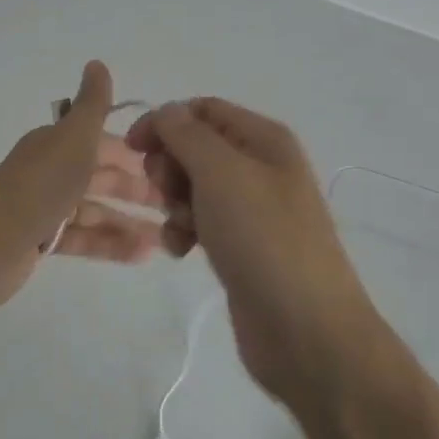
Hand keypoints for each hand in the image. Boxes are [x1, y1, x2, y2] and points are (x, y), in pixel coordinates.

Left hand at [0, 61, 167, 309]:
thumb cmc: (38, 187)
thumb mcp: (72, 139)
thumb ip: (92, 106)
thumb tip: (98, 63)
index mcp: (59, 144)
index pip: (105, 143)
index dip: (137, 153)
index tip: (172, 167)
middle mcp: (53, 172)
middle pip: (103, 178)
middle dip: (139, 190)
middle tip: (178, 206)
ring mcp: (48, 209)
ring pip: (97, 211)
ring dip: (130, 222)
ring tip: (168, 239)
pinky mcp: (44, 241)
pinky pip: (84, 239)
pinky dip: (112, 245)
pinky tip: (143, 255)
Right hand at [127, 98, 380, 409]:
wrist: (304, 329)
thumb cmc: (263, 239)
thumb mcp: (222, 173)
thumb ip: (187, 134)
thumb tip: (167, 113)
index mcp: (264, 139)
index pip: (203, 109)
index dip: (165, 122)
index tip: (134, 149)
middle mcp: (260, 167)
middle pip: (195, 148)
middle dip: (169, 167)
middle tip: (167, 195)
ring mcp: (252, 210)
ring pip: (193, 188)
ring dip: (174, 204)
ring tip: (181, 231)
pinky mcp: (241, 246)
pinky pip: (201, 223)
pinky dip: (184, 232)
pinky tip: (182, 252)